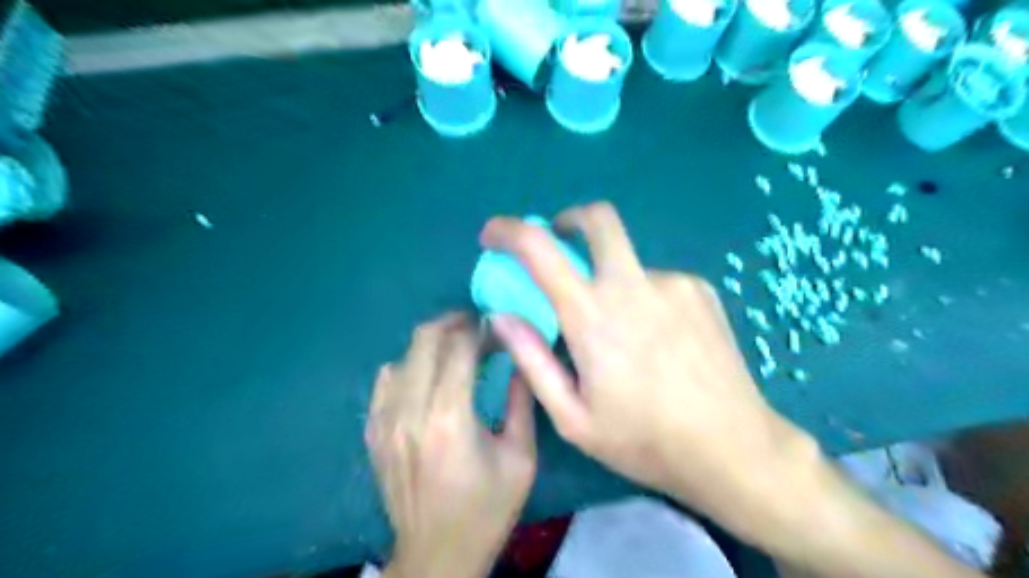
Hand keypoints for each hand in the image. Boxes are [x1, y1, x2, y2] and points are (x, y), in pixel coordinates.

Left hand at [362, 314, 538, 577]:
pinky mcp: (374, 431)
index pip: (459, 347)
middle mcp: (410, 411)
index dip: (480, 329)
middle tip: (476, 326)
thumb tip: (521, 358)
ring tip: (455, 351)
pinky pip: (385, 379)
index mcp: (450, 417)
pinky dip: (409, 366)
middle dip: (453, 323)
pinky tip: (427, 378)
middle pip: (425, 339)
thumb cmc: (487, 508)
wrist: (437, 553)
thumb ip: (522, 400)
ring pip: (404, 355)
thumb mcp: (521, 457)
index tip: (497, 329)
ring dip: (432, 344)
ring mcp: (385, 420)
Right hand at [481, 204, 811, 542]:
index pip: (540, 248)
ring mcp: (673, 282)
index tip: (493, 235)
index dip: (509, 230)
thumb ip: (532, 360)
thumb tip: (502, 316)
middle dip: (570, 221)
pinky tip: (658, 341)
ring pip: (628, 262)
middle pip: (599, 219)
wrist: (733, 447)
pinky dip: (642, 298)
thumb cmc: (644, 440)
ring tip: (624, 336)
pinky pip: (656, 281)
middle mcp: (633, 284)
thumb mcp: (573, 417)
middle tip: (561, 245)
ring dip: (611, 281)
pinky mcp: (700, 289)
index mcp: (593, 315)